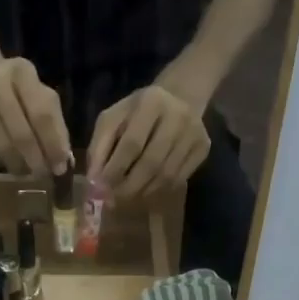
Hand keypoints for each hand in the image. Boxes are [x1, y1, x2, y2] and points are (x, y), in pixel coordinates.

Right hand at [0, 56, 71, 176]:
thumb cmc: (13, 85)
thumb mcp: (37, 91)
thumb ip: (53, 122)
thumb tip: (63, 160)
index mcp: (23, 73)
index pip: (43, 116)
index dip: (53, 146)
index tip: (60, 167)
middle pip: (21, 135)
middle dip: (36, 162)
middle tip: (43, 175)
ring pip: (1, 146)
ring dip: (18, 166)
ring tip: (25, 171)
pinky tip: (5, 161)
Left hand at [87, 83, 210, 202]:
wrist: (179, 98)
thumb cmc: (137, 111)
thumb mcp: (113, 119)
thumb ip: (99, 147)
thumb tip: (94, 180)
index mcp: (151, 102)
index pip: (132, 143)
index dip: (115, 169)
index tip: (101, 189)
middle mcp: (177, 117)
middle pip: (152, 163)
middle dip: (129, 186)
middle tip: (113, 201)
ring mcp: (194, 134)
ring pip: (166, 176)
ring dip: (143, 192)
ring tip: (127, 197)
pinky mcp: (203, 148)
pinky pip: (179, 179)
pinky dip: (159, 190)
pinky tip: (146, 190)